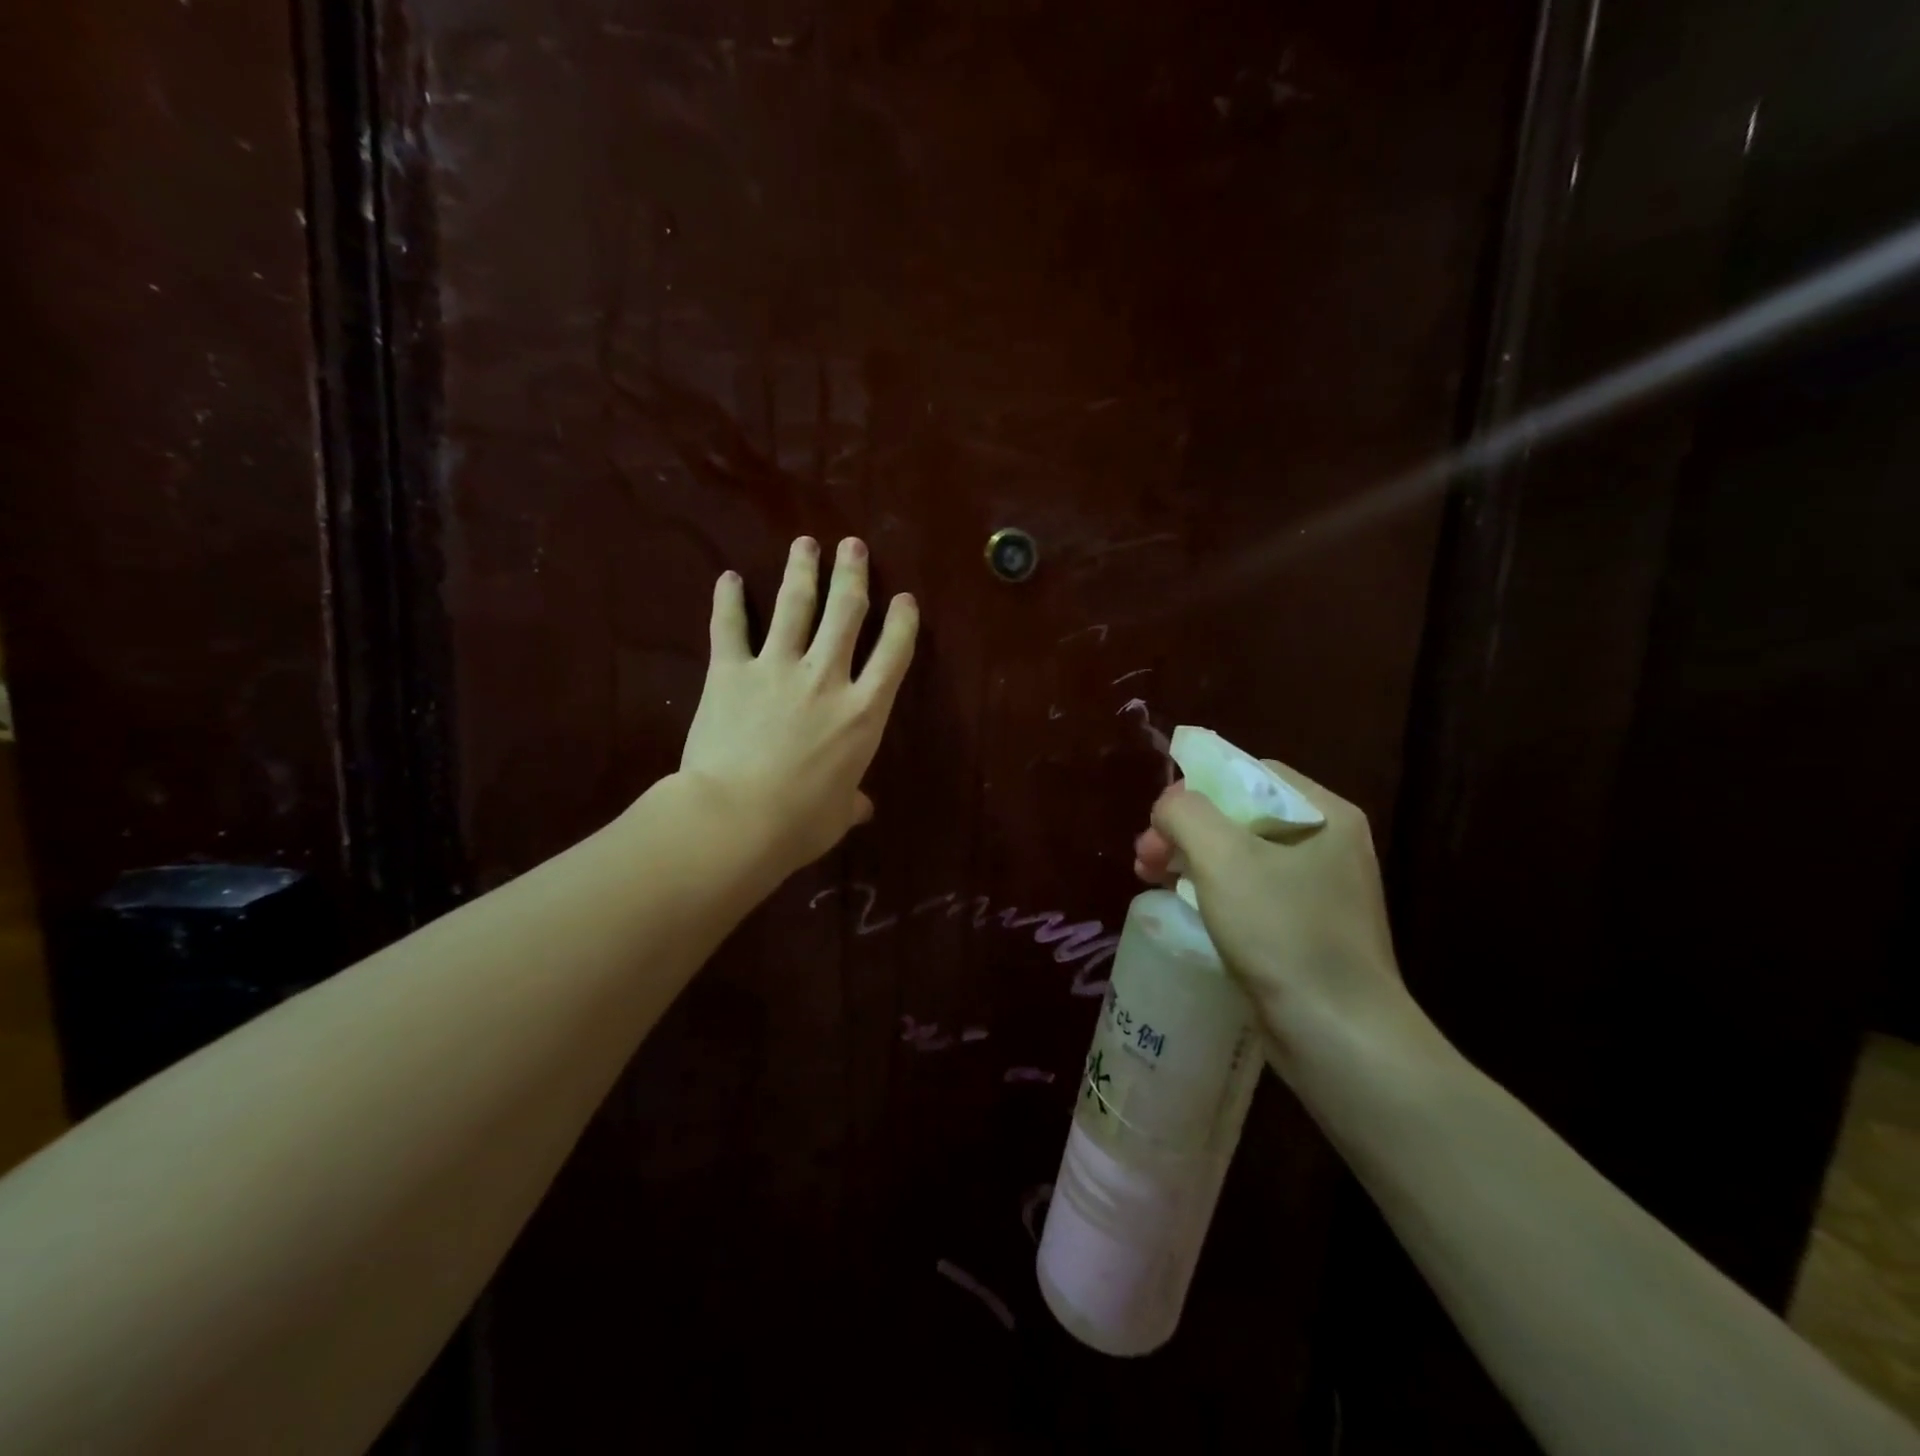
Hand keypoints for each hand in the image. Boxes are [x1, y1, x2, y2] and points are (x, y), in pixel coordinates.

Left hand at [680, 536, 918, 874]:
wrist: (735, 818)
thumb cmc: (798, 823)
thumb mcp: (836, 816)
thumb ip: (851, 802)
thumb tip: (862, 809)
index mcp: (862, 712)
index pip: (893, 654)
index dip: (902, 621)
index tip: (904, 598)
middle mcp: (826, 678)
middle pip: (846, 613)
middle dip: (852, 575)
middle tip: (852, 545)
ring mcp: (777, 668)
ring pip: (794, 606)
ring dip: (802, 570)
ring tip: (805, 544)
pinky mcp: (731, 671)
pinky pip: (729, 627)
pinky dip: (727, 600)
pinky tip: (727, 578)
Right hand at [1134, 759, 1415, 1065]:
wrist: (1338, 1035)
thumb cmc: (1283, 933)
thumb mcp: (1223, 858)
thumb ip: (1185, 812)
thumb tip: (1169, 806)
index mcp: (1325, 814)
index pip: (1251, 774)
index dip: (1198, 788)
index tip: (1160, 820)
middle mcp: (1330, 845)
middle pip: (1241, 815)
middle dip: (1185, 830)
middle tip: (1144, 856)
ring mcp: (1321, 890)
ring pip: (1241, 856)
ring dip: (1191, 860)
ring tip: (1150, 879)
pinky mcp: (1307, 930)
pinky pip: (1251, 893)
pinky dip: (1212, 891)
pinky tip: (1183, 907)